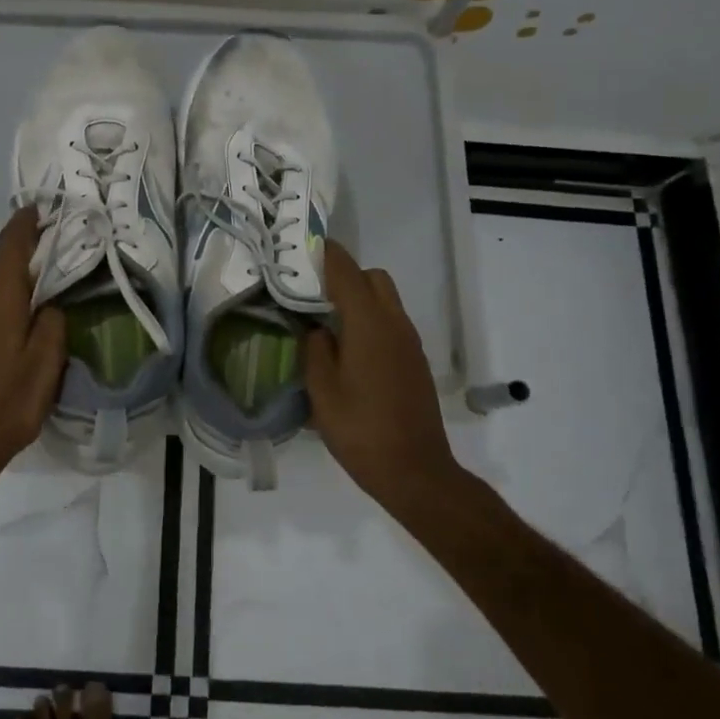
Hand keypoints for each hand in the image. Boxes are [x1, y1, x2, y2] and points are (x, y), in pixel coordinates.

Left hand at [0, 207, 66, 492]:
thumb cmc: (4, 407)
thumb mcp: (45, 368)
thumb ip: (53, 324)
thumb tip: (48, 305)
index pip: (11, 244)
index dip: (26, 223)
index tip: (40, 210)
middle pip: (0, 270)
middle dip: (26, 270)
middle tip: (55, 282)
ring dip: (8, 297)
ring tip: (32, 320)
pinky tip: (5, 342)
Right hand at [305, 241, 461, 516]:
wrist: (415, 471)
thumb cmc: (361, 431)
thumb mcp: (322, 391)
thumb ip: (314, 350)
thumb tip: (316, 329)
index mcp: (369, 325)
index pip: (347, 272)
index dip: (326, 255)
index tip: (304, 247)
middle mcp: (395, 324)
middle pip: (373, 278)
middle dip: (345, 275)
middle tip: (314, 294)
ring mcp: (410, 343)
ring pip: (386, 300)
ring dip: (360, 299)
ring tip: (327, 322)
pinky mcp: (415, 361)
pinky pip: (392, 323)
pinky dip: (371, 320)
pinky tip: (349, 350)